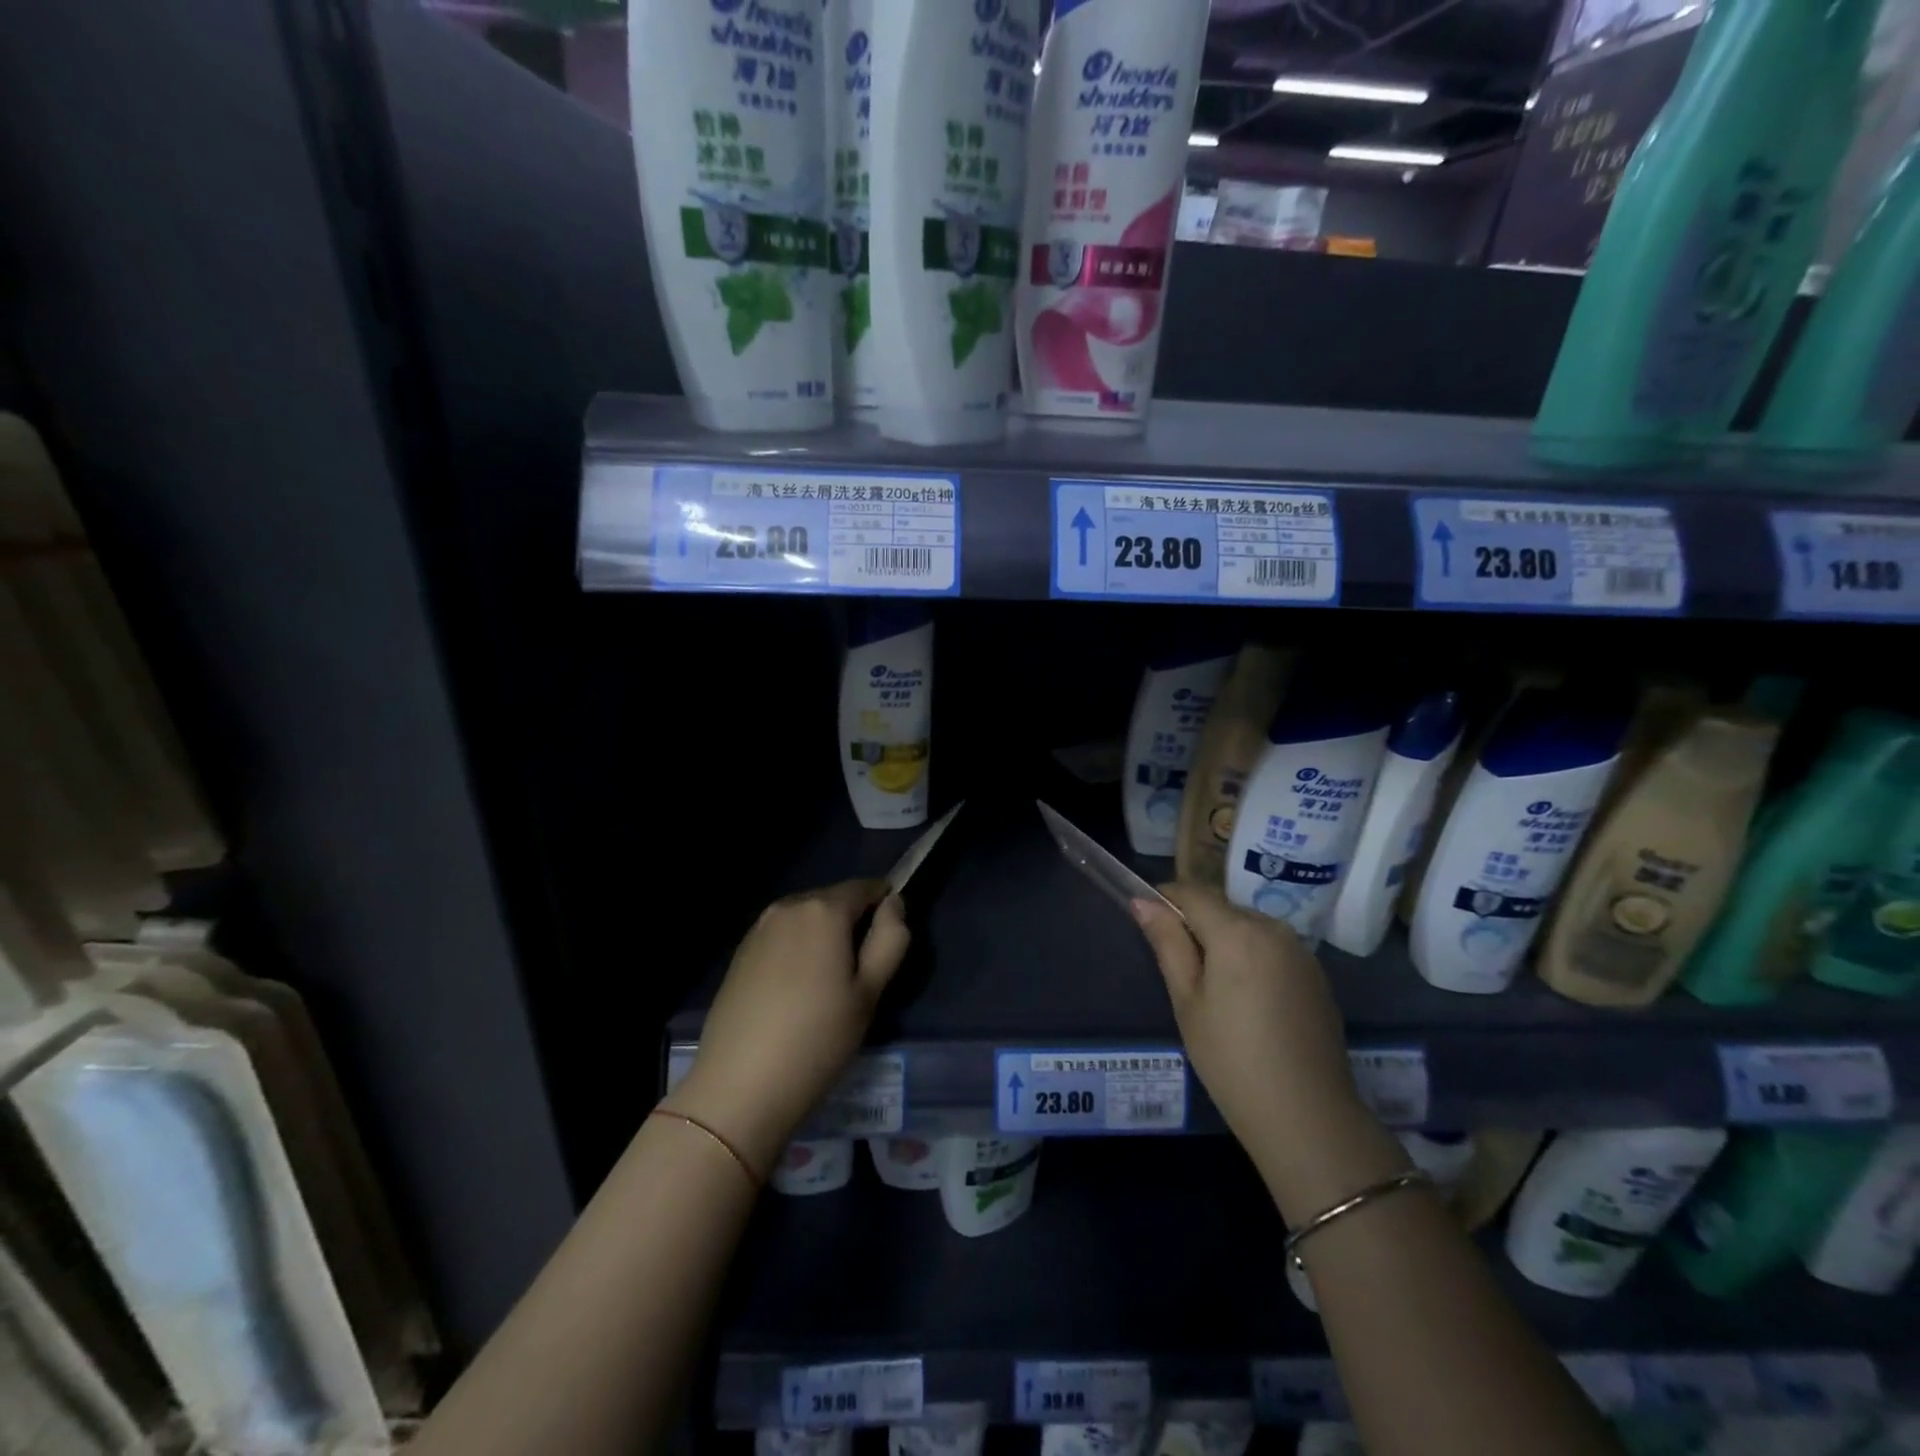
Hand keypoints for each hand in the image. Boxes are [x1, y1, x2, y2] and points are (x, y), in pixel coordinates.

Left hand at [665, 880, 909, 1180]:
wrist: (739, 1086)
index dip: (885, 907)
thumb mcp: (869, 992)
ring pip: (807, 919)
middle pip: (834, 900)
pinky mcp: (740, 952)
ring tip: (829, 986)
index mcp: (824, 909)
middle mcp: (788, 906)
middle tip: (862, 973)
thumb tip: (894, 903)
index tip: (890, 944)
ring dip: (824, 938)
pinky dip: (798, 951)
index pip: (866, 887)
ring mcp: (759, 928)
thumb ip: (890, 939)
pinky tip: (797, 993)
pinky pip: (783, 937)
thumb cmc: (817, 1039)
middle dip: (853, 923)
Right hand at [1133, 885, 1375, 1194]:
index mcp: (1237, 932)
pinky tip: (1248, 1001)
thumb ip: (1167, 944)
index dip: (1166, 899)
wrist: (1307, 1116)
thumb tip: (1143, 901)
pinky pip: (1272, 948)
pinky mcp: (1317, 974)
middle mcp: (1273, 928)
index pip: (1193, 892)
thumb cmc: (1231, 1059)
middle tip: (1179, 968)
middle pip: (1223, 908)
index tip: (1148, 921)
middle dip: (1197, 924)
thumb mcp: (1187, 1001)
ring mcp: (1301, 951)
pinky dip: (1252, 958)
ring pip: (1249, 927)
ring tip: (1213, 988)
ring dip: (1226, 941)